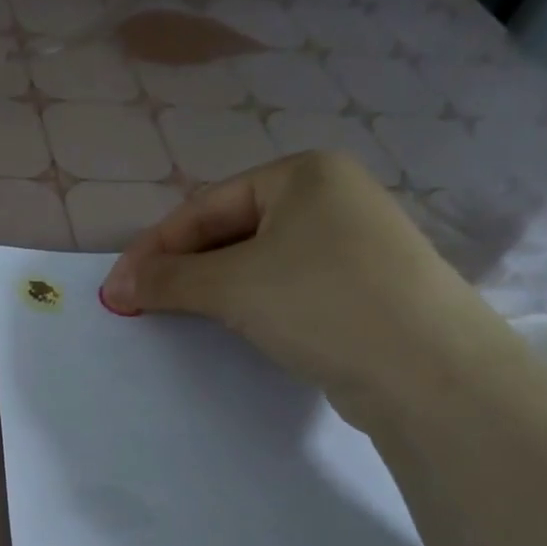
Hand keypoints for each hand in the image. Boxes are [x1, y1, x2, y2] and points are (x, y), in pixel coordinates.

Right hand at [102, 152, 511, 425]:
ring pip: (259, 260)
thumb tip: (115, 287)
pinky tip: (235, 325)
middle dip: (183, 267)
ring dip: (212, 286)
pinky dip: (251, 301)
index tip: (118, 286)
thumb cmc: (321, 302)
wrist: (430, 372)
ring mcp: (353, 242)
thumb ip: (167, 279)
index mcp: (304, 173)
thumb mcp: (232, 285)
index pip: (206, 206)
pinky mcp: (363, 287)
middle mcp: (331, 197)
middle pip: (231, 230)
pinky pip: (288, 284)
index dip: (154, 247)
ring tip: (179, 314)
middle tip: (142, 302)